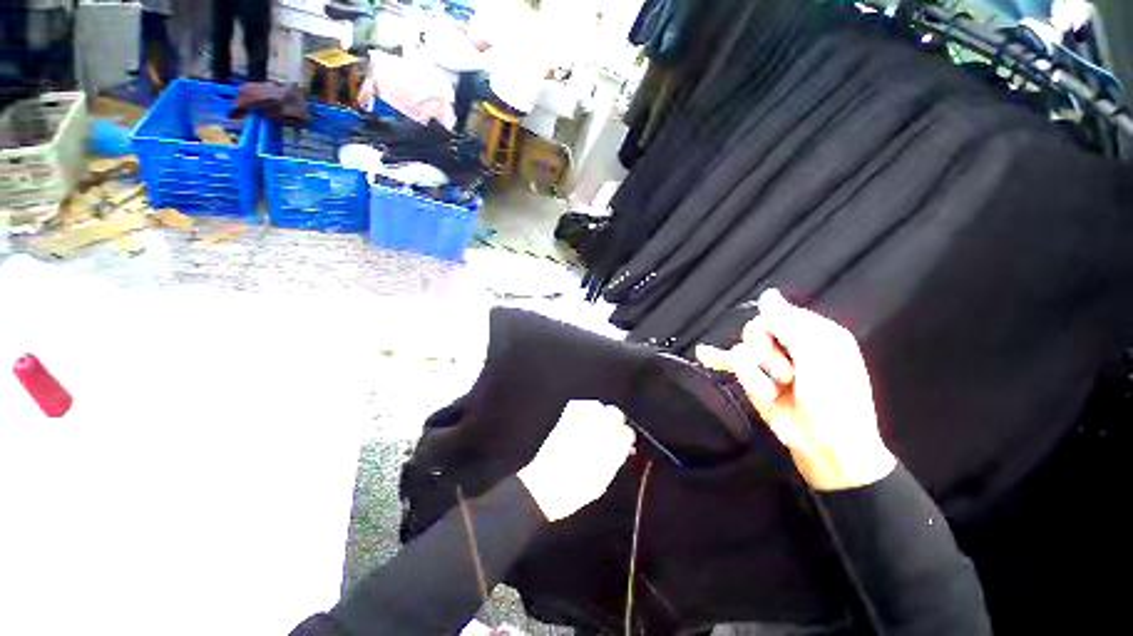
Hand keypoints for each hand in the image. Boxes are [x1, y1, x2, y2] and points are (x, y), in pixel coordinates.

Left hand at [518, 401, 634, 521]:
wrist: (546, 487)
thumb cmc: (575, 491)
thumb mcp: (603, 481)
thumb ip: (615, 461)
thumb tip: (624, 450)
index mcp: (609, 448)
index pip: (627, 432)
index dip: (627, 438)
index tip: (625, 443)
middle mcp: (596, 432)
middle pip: (615, 414)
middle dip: (618, 422)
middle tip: (615, 432)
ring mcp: (580, 423)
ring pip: (599, 408)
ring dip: (603, 414)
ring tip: (602, 424)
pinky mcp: (565, 420)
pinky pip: (578, 405)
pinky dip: (585, 407)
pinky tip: (588, 414)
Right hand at [698, 289, 895, 490]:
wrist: (825, 447)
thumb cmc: (835, 402)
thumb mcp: (819, 358)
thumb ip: (789, 324)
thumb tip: (767, 294)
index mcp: (813, 333)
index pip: (777, 314)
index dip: (775, 328)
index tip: (785, 347)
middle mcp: (789, 345)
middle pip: (755, 330)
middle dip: (765, 353)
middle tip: (786, 375)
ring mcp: (769, 364)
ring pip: (742, 351)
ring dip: (754, 374)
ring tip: (773, 392)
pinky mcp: (754, 381)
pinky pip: (731, 363)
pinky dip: (717, 357)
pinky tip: (704, 354)